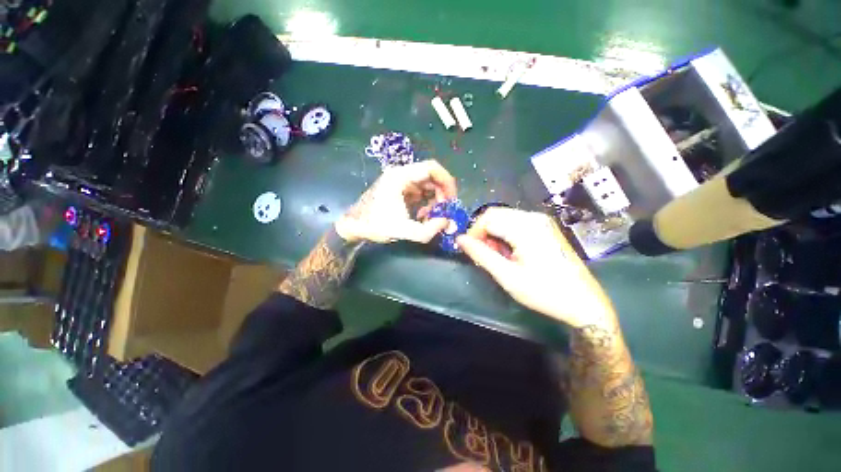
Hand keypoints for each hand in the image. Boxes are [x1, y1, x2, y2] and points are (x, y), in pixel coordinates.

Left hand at [335, 160, 457, 243]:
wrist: (353, 227)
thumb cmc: (375, 226)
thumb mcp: (403, 231)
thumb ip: (429, 230)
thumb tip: (447, 222)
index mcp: (400, 177)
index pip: (432, 168)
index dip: (447, 182)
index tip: (452, 200)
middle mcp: (400, 174)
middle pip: (430, 176)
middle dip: (441, 194)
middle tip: (444, 211)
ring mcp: (399, 181)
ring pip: (426, 184)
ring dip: (433, 200)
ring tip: (431, 217)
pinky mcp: (398, 189)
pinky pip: (419, 191)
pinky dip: (425, 202)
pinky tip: (422, 216)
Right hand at [456, 208, 615, 327]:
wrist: (583, 303)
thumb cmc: (544, 291)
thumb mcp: (507, 276)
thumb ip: (481, 255)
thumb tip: (460, 240)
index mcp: (525, 227)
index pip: (487, 218)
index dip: (473, 233)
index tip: (470, 251)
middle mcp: (534, 217)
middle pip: (495, 215)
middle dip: (483, 233)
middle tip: (484, 256)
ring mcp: (541, 221)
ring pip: (504, 218)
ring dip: (494, 235)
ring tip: (498, 257)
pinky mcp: (545, 227)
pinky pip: (516, 223)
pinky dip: (505, 235)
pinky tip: (510, 253)